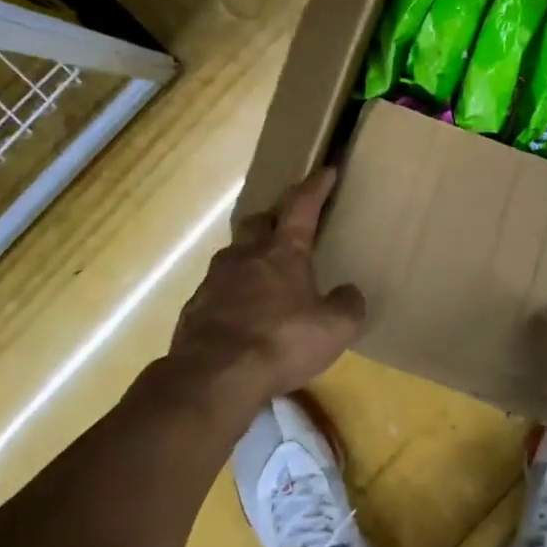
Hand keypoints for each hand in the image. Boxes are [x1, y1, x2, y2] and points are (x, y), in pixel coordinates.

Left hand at [168, 169, 365, 407]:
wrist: (214, 376)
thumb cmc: (281, 342)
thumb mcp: (334, 328)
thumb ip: (347, 305)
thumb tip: (350, 292)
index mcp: (283, 252)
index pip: (301, 207)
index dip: (315, 187)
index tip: (325, 170)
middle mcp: (246, 256)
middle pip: (258, 221)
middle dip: (274, 216)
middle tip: (286, 223)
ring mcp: (215, 280)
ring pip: (234, 253)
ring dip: (250, 254)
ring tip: (262, 271)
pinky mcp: (195, 307)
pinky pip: (217, 288)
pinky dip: (232, 291)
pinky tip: (239, 311)